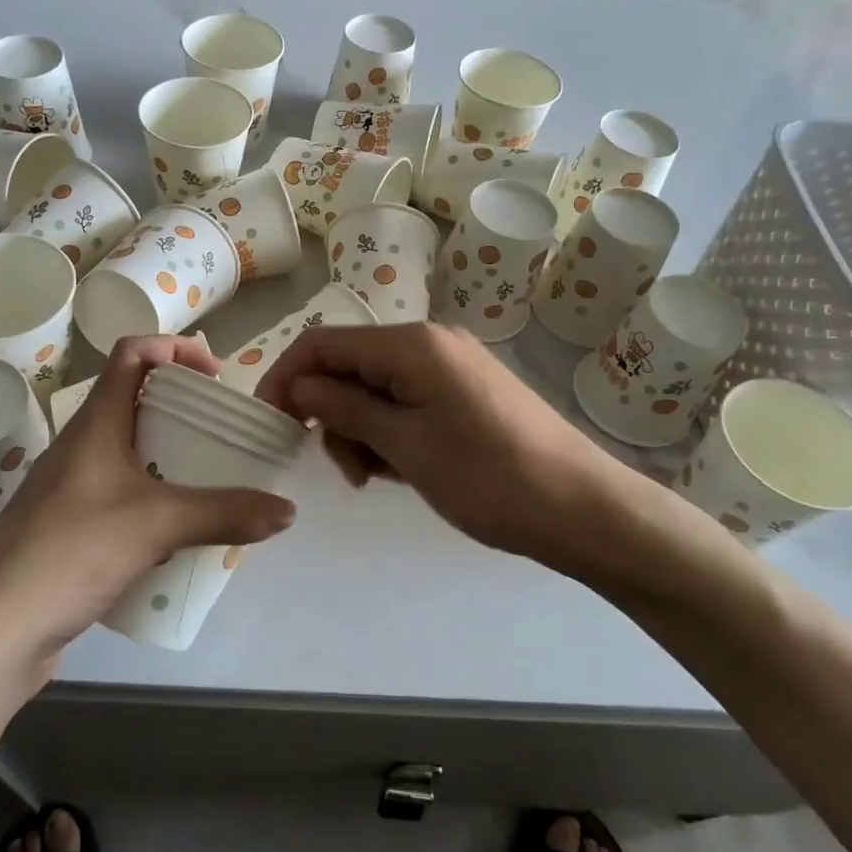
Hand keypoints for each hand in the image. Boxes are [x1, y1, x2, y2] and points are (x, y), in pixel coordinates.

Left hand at [0, 335, 296, 689]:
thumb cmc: (68, 553)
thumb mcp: (156, 525)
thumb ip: (225, 513)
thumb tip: (287, 511)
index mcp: (94, 425)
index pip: (131, 355)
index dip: (175, 348)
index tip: (217, 376)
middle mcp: (80, 449)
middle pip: (136, 404)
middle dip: (184, 411)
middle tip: (227, 434)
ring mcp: (71, 492)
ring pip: (131, 456)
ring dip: (172, 461)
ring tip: (216, 483)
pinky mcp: (70, 532)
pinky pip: (124, 500)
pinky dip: (157, 503)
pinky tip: (181, 537)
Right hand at [255, 322, 680, 582]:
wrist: (582, 509)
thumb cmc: (488, 478)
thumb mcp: (405, 446)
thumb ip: (345, 408)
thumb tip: (298, 386)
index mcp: (412, 345)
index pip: (324, 343)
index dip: (287, 378)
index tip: (270, 424)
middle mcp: (429, 343)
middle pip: (349, 365)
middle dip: (331, 413)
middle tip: (343, 471)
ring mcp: (450, 367)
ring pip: (376, 387)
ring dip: (360, 429)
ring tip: (374, 478)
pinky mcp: (465, 392)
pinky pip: (406, 401)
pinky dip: (390, 431)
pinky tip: (400, 469)